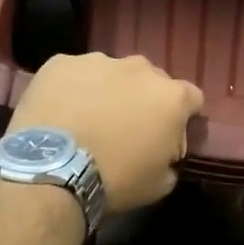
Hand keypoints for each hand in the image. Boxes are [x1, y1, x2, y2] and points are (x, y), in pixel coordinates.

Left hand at [8, 53, 203, 211]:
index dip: (182, 117)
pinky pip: (73, 73)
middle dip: (143, 99)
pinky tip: (60, 112)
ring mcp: (98, 61)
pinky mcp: (60, 62)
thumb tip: (164, 153)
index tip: (168, 135)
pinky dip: (71, 89)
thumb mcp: (159, 184)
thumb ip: (170, 159)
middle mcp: (139, 68)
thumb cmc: (115, 180)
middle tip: (125, 128)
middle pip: (150, 80)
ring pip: (111, 73)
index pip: (192, 98)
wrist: (51, 171)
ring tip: (87, 119)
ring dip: (107, 90)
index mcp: (171, 97)